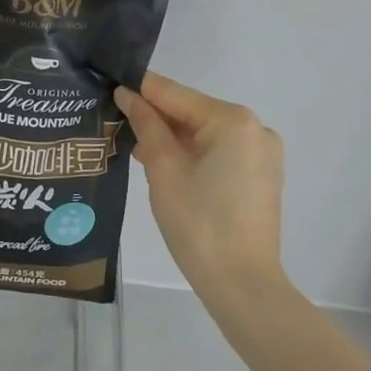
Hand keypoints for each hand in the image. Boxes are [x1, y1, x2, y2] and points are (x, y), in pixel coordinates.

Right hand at [115, 73, 285, 300]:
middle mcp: (254, 128)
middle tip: (114, 122)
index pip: (175, 94)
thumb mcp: (163, 169)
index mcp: (232, 120)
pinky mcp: (261, 176)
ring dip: (172, 138)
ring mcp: (262, 153)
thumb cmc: (198, 223)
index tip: (108, 85)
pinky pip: (219, 152)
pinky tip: (164, 166)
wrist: (242, 285)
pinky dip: (192, 154)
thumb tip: (128, 95)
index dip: (139, 90)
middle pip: (192, 112)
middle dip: (155, 118)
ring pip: (204, 133)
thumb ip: (146, 125)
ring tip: (133, 146)